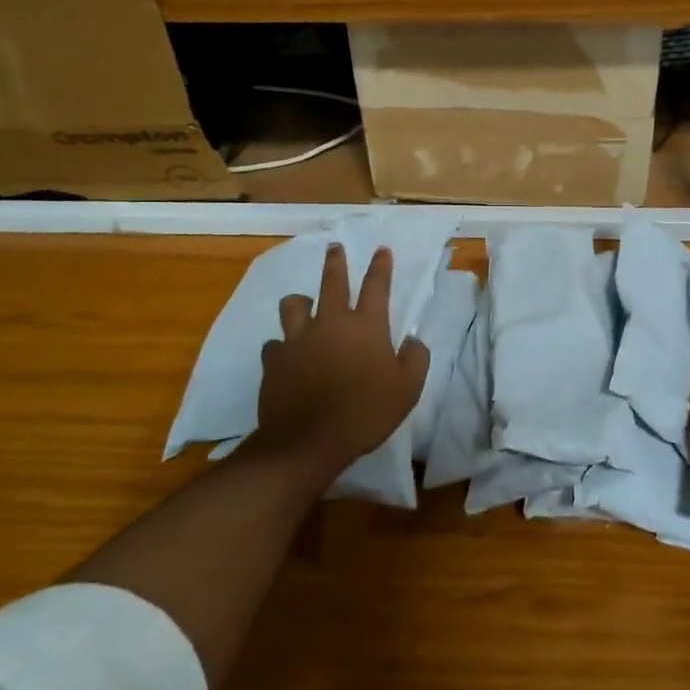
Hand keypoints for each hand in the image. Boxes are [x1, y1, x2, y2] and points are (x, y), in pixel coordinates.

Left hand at [253, 244, 430, 482]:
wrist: (307, 441)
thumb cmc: (365, 412)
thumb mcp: (407, 389)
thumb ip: (416, 359)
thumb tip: (412, 341)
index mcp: (366, 326)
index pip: (377, 286)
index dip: (381, 266)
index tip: (381, 250)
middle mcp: (331, 322)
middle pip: (332, 281)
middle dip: (336, 261)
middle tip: (334, 247)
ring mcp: (298, 339)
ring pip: (294, 305)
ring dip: (301, 302)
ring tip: (303, 303)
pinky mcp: (274, 360)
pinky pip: (275, 343)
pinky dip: (282, 346)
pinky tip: (285, 354)